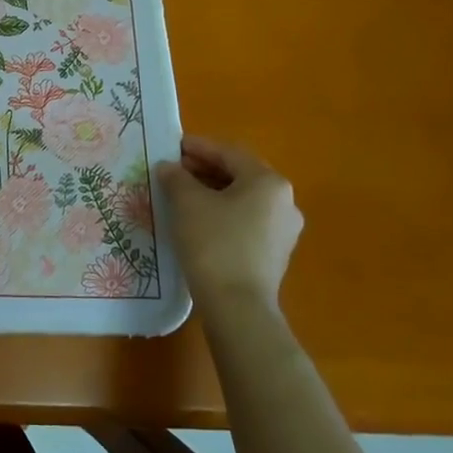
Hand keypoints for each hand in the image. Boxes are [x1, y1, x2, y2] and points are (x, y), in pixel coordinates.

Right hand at [156, 136, 302, 309]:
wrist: (237, 307)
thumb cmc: (213, 243)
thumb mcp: (187, 203)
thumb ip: (176, 177)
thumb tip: (169, 168)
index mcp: (268, 182)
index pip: (230, 153)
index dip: (198, 147)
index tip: (172, 146)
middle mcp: (284, 202)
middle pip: (239, 175)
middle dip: (205, 169)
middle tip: (174, 170)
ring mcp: (283, 231)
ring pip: (243, 199)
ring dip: (212, 192)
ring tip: (182, 194)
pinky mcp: (274, 254)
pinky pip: (246, 221)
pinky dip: (222, 213)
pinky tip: (198, 221)